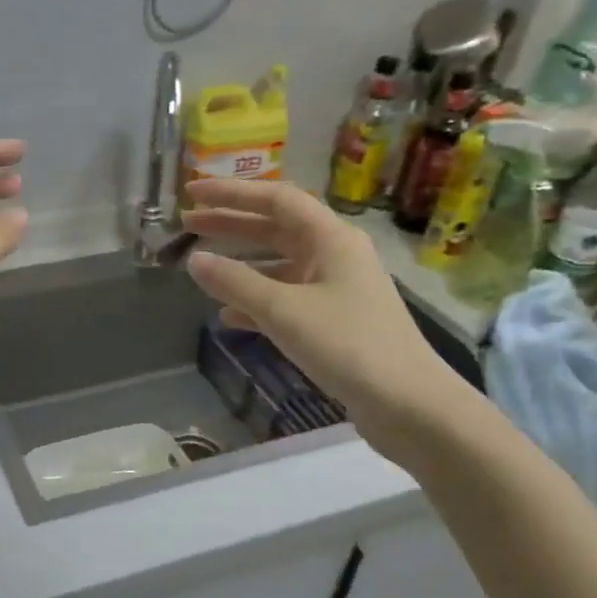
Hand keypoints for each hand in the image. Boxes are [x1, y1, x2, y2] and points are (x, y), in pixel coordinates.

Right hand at [180, 178, 469, 463]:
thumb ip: (235, 282)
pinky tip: (228, 316)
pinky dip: (256, 301)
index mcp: (331, 238)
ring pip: (279, 264)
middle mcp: (335, 254)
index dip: (231, 193)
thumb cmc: (348, 346)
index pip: (276, 199)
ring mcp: (336, 288)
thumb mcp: (284, 311)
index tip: (192, 193)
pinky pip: (286, 299)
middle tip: (187, 225)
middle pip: (276, 228)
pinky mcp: (334, 321)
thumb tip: (194, 261)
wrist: (408, 404)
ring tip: (201, 268)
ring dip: (240, 264)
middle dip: (231, 224)